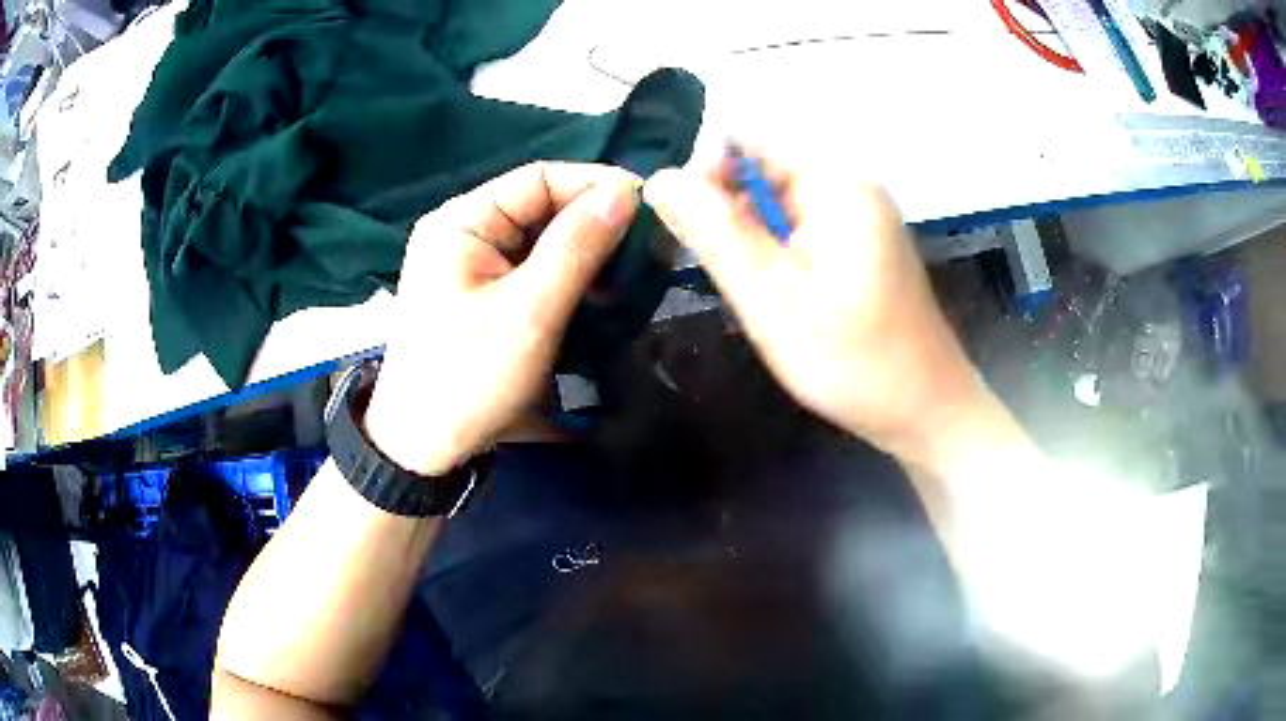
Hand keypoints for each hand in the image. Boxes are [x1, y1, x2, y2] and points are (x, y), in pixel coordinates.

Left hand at [365, 162, 640, 474]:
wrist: (421, 448)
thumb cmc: (469, 378)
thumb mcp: (529, 311)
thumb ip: (577, 246)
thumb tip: (626, 191)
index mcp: (461, 222)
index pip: (539, 178)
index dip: (595, 185)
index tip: (650, 209)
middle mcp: (462, 231)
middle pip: (539, 206)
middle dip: (593, 222)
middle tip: (646, 249)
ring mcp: (468, 263)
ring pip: (539, 238)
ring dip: (584, 252)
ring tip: (629, 274)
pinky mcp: (479, 293)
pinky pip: (529, 268)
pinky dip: (566, 276)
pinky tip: (597, 294)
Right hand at [644, 153, 983, 458]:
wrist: (927, 413)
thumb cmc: (853, 362)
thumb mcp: (773, 299)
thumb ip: (715, 233)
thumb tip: (659, 177)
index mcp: (836, 185)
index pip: (745, 144)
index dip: (705, 178)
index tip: (691, 237)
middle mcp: (852, 189)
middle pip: (763, 175)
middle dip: (729, 217)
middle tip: (729, 279)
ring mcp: (863, 219)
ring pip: (779, 208)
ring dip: (753, 242)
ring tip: (757, 295)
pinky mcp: (864, 248)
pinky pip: (804, 232)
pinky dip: (780, 257)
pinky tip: (783, 298)